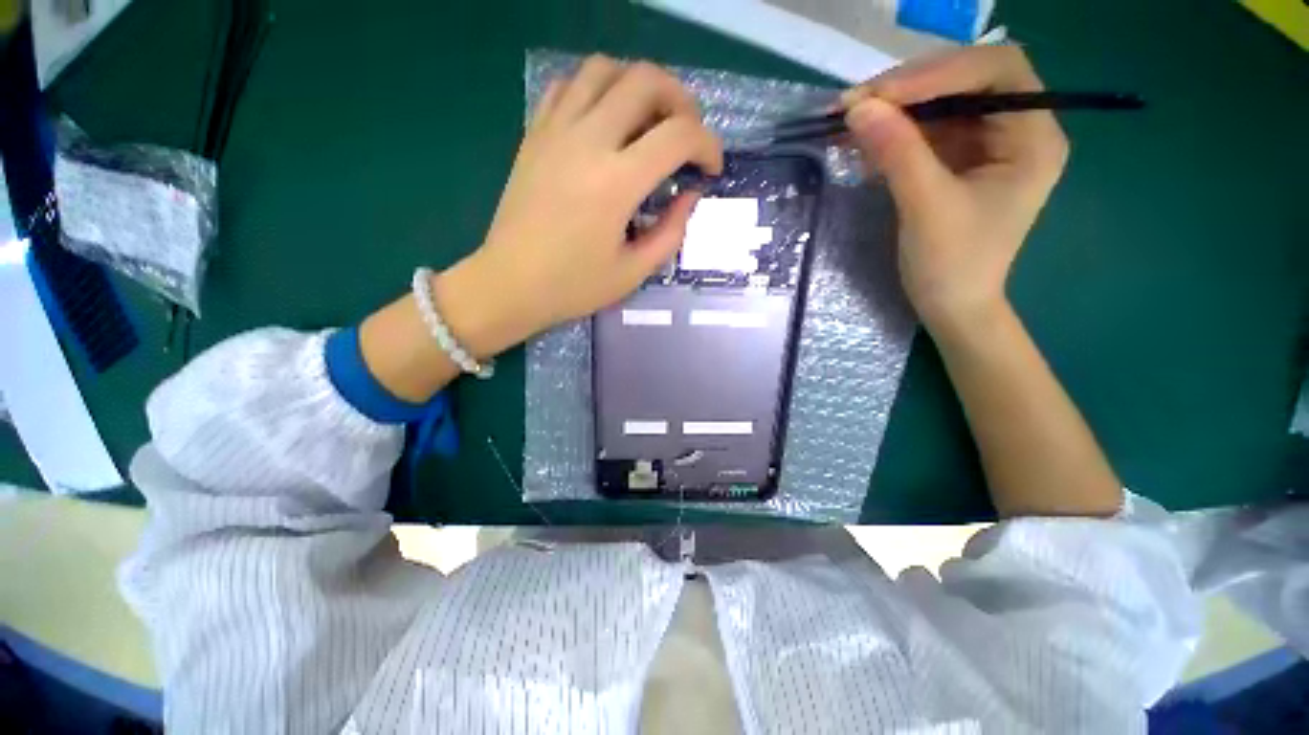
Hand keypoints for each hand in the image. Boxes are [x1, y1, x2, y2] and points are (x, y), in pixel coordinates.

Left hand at [437, 55, 722, 355]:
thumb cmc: (574, 286)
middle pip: (645, 80)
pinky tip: (605, 122)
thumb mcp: (634, 271)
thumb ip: (671, 231)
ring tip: (649, 121)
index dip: (708, 145)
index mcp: (617, 183)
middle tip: (686, 135)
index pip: (679, 135)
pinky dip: (596, 90)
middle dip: (681, 101)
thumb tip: (690, 196)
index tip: (710, 169)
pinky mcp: (535, 133)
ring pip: (604, 69)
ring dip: (638, 86)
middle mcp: (588, 142)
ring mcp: (556, 131)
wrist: (510, 283)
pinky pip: (568, 85)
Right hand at [842, 46, 1067, 330]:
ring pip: (941, 103)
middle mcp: (1017, 129)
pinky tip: (863, 140)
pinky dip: (893, 131)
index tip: (879, 95)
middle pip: (966, 80)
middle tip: (856, 104)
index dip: (938, 72)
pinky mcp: (959, 161)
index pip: (995, 72)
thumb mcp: (926, 207)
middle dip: (910, 88)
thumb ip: (897, 153)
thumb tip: (858, 108)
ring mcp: (986, 144)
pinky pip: (926, 131)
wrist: (952, 306)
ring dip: (894, 109)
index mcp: (1033, 137)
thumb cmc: (952, 265)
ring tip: (849, 120)